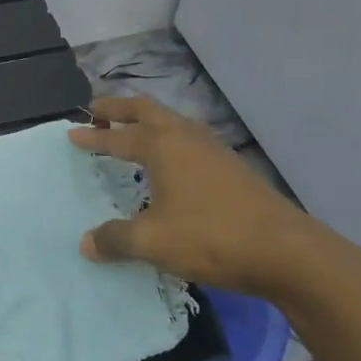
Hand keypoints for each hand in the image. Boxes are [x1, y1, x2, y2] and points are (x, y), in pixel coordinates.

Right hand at [67, 96, 324, 296]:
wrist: (288, 253)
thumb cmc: (211, 237)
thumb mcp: (152, 242)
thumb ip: (115, 239)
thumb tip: (86, 243)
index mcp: (162, 146)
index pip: (117, 136)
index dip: (93, 136)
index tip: (72, 133)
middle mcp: (186, 138)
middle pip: (147, 110)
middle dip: (119, 108)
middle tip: (96, 110)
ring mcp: (214, 150)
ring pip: (173, 122)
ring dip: (148, 121)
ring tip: (133, 131)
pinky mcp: (233, 168)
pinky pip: (190, 140)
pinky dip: (170, 140)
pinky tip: (173, 163)